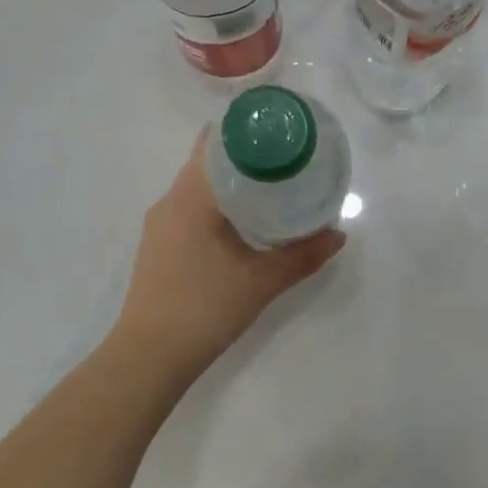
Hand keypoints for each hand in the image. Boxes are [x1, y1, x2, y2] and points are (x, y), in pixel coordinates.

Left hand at [117, 131, 345, 372]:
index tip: (279, 132)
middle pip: (207, 162)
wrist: (149, 356)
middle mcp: (169, 202)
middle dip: (245, 158)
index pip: (215, 143)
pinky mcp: (159, 247)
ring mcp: (159, 226)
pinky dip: (217, 206)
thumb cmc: (205, 308)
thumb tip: (338, 234)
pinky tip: (242, 226)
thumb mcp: (262, 281)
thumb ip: (303, 255)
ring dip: (231, 184)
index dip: (247, 131)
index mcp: (191, 197)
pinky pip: (190, 210)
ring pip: (197, 188)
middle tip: (286, 162)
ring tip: (271, 191)